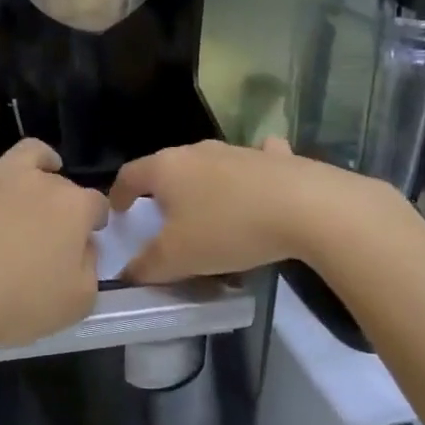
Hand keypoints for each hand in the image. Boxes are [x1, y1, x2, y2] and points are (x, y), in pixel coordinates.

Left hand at [0, 102, 108, 353]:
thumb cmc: (14, 305)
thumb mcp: (76, 302)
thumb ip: (90, 269)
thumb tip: (85, 246)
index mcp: (72, 209)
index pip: (94, 205)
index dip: (94, 220)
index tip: (89, 236)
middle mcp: (37, 182)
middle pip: (59, 182)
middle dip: (63, 199)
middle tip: (53, 227)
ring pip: (25, 153)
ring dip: (40, 156)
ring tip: (45, 162)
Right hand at [108, 137, 398, 284]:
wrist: (307, 208)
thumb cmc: (228, 228)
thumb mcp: (178, 258)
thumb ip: (146, 267)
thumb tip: (127, 273)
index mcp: (166, 169)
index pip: (129, 175)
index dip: (118, 194)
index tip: (117, 212)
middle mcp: (197, 151)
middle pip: (168, 168)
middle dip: (161, 192)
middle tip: (162, 219)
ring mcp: (237, 151)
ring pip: (209, 165)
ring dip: (203, 185)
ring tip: (208, 212)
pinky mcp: (275, 158)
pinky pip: (254, 163)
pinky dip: (249, 174)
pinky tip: (259, 187)